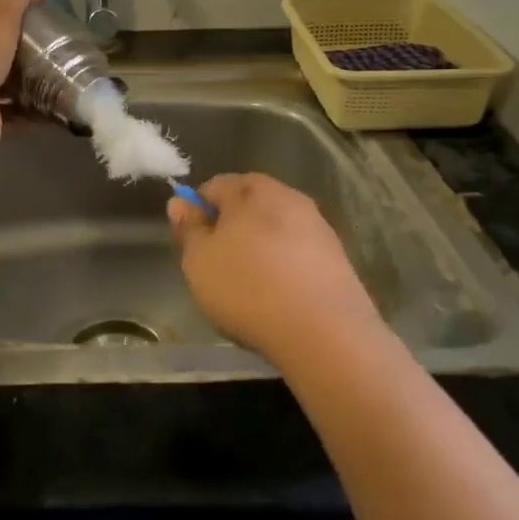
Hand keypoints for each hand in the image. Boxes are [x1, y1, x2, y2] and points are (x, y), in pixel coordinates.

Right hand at [167, 173, 383, 363]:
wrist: (325, 333)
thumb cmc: (247, 288)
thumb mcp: (199, 260)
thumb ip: (188, 228)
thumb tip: (181, 202)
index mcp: (252, 189)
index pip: (213, 186)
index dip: (197, 212)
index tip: (192, 244)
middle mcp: (288, 197)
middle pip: (248, 204)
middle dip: (230, 227)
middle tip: (216, 265)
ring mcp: (318, 226)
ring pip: (275, 229)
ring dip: (259, 248)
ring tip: (248, 286)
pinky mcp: (337, 257)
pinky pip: (297, 253)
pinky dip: (283, 267)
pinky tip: (277, 297)